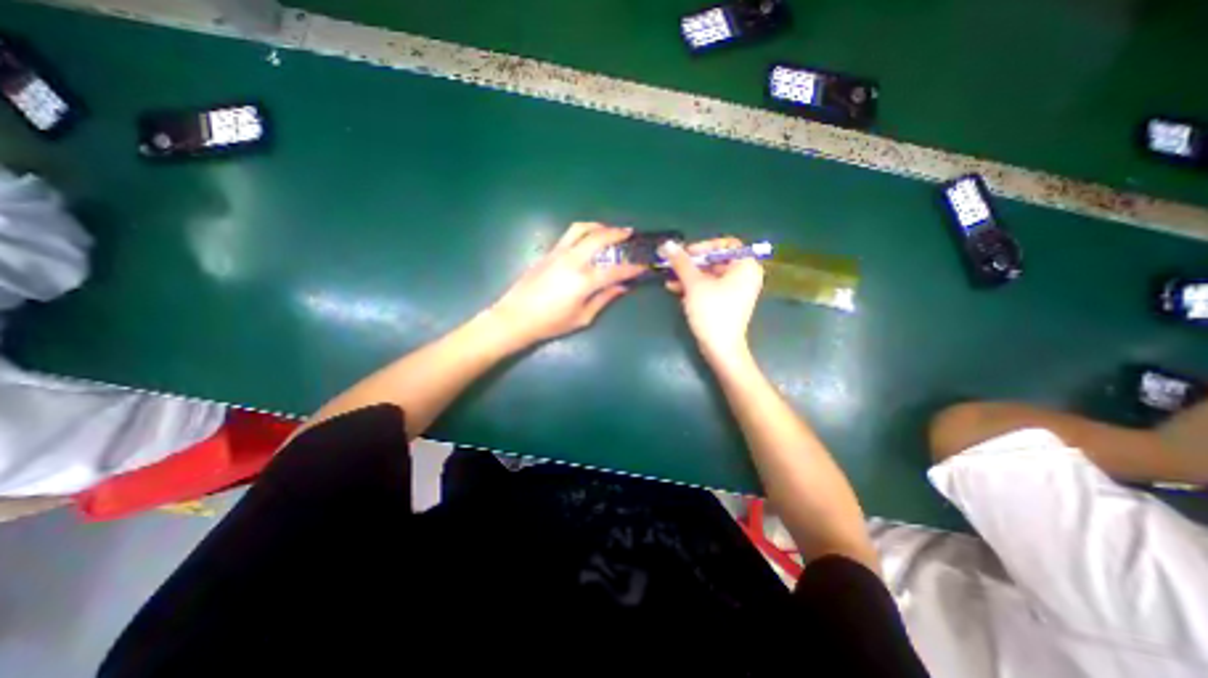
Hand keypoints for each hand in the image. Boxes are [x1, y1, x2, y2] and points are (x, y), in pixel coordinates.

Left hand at [485, 221, 646, 348]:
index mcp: (583, 281)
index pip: (615, 270)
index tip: (643, 265)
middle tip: (629, 233)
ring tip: (608, 230)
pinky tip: (587, 241)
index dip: (632, 268)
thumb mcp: (582, 317)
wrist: (515, 317)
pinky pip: (568, 236)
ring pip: (580, 229)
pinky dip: (583, 232)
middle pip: (598, 238)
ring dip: (598, 226)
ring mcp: (557, 254)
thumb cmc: (550, 323)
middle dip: (617, 233)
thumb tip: (621, 287)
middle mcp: (572, 261)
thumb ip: (603, 299)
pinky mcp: (547, 253)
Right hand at [661, 236, 762, 359]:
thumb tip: (667, 244)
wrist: (720, 348)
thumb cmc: (712, 312)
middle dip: (692, 263)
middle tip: (674, 265)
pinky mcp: (726, 303)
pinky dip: (694, 287)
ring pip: (710, 275)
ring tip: (669, 278)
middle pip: (716, 260)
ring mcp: (736, 291)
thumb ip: (681, 262)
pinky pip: (710, 287)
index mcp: (745, 266)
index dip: (705, 246)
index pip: (726, 244)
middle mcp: (744, 276)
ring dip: (689, 275)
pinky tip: (675, 289)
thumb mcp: (694, 284)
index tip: (687, 254)